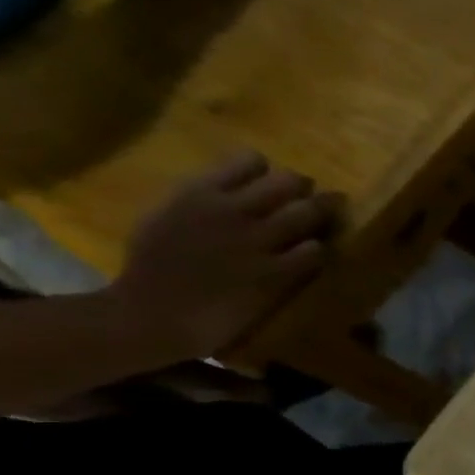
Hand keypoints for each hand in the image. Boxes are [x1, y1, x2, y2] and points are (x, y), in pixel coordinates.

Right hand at [110, 152, 337, 360]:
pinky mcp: (276, 273)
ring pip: (308, 213)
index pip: (251, 161)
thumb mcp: (166, 216)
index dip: (269, 172)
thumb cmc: (154, 267)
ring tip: (320, 226)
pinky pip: (314, 251)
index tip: (274, 183)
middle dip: (305, 190)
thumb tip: (236, 187)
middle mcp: (230, 210)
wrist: (154, 313)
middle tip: (312, 201)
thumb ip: (201, 199)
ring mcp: (256, 241)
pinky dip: (317, 252)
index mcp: (197, 192)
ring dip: (320, 218)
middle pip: (290, 182)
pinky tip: (311, 258)